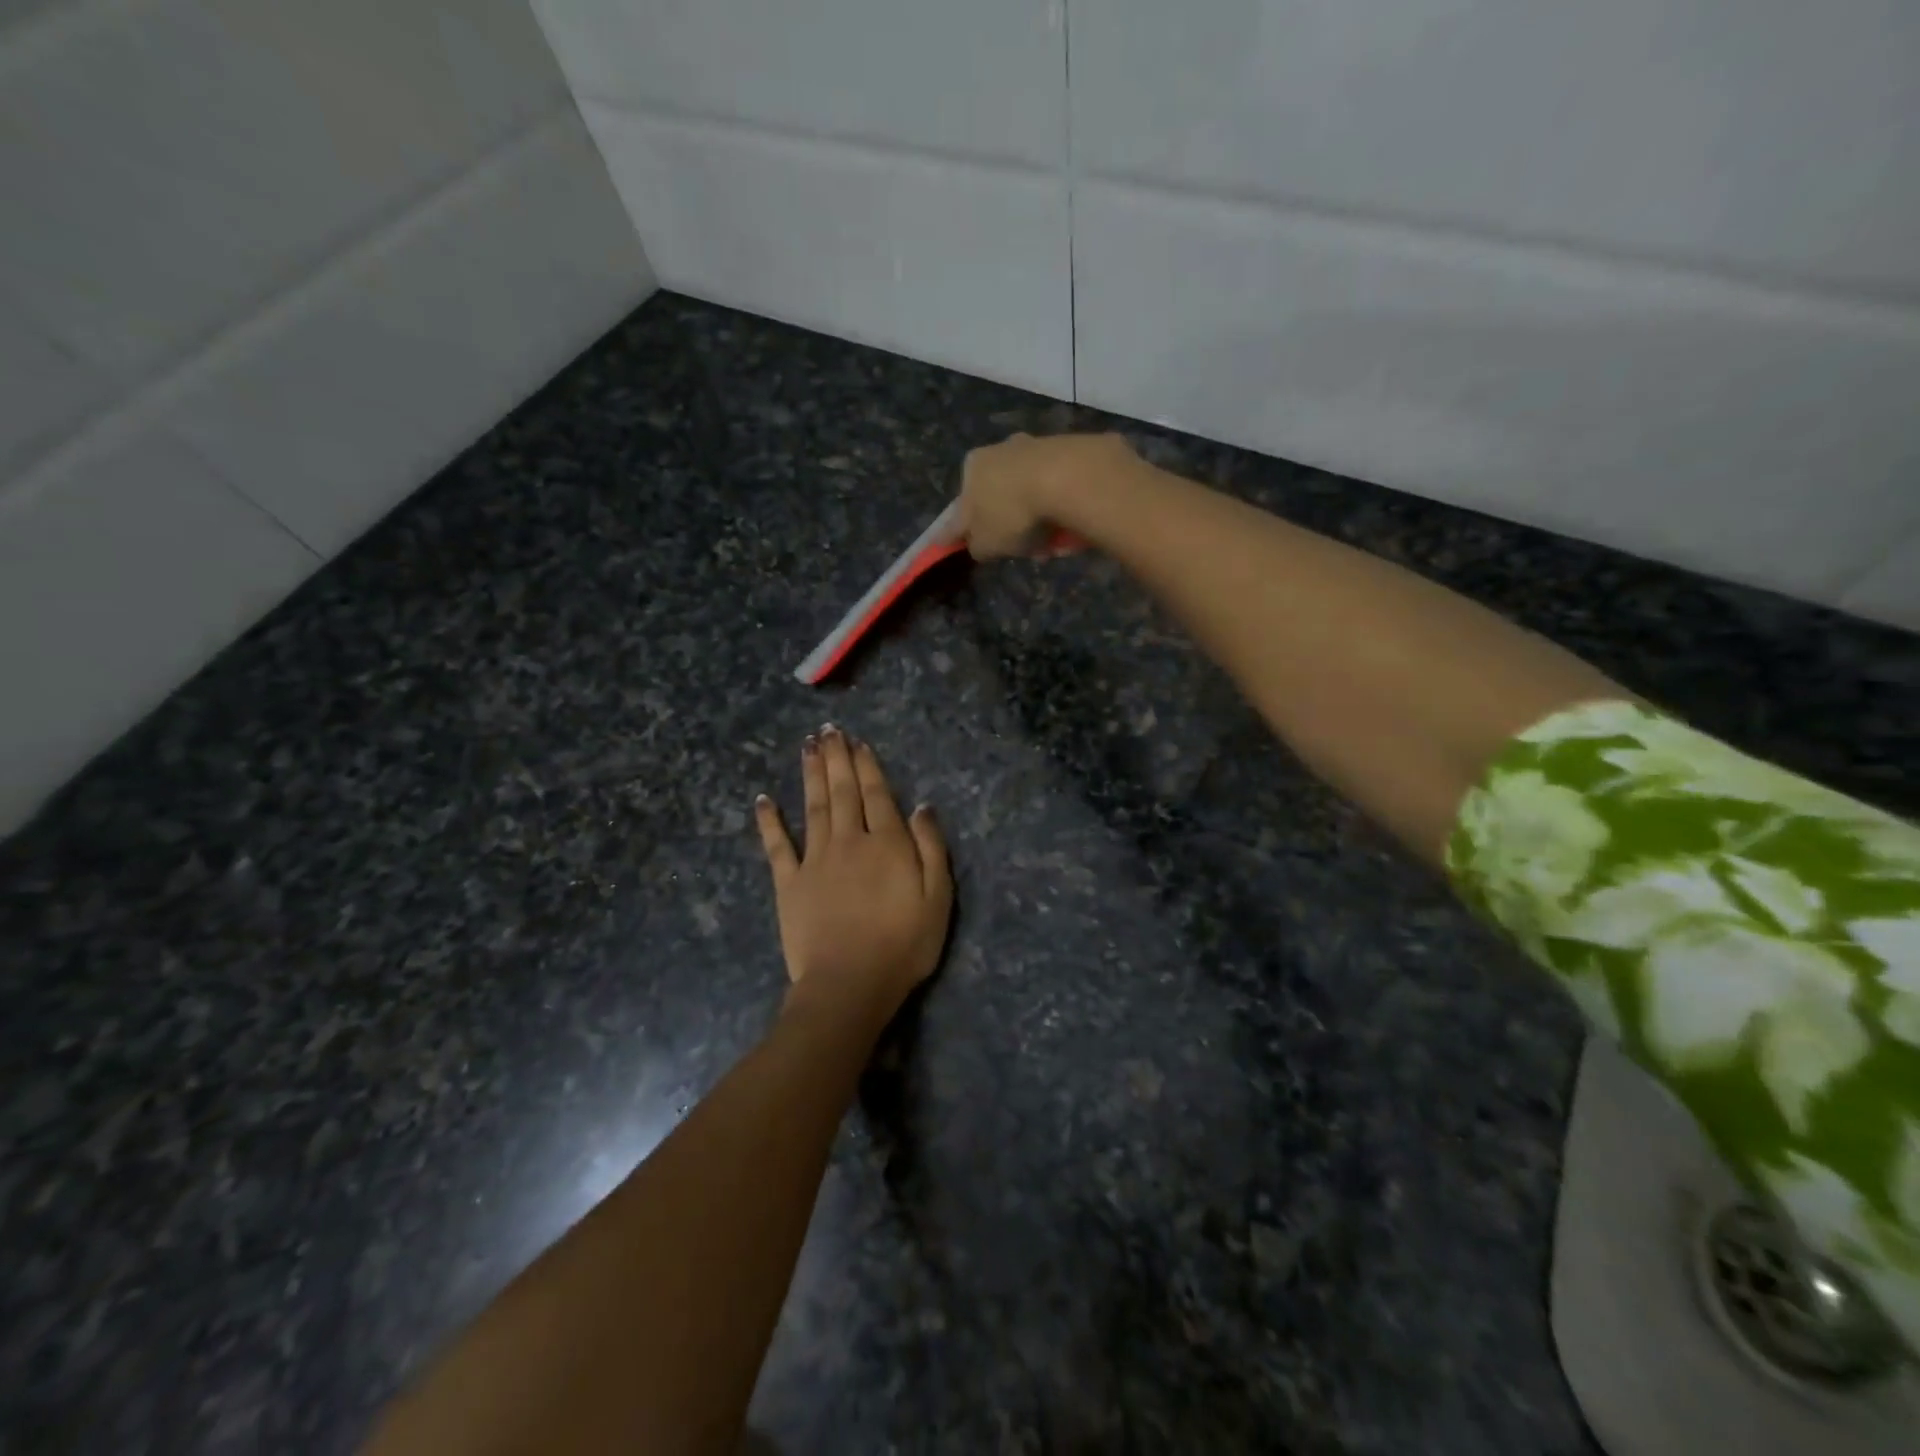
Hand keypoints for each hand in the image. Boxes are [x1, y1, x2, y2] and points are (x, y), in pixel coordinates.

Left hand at [755, 728, 951, 1032]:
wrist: (849, 985)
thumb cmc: (903, 945)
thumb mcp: (938, 899)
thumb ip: (931, 848)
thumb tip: (922, 806)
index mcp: (886, 843)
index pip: (877, 794)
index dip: (867, 765)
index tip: (858, 742)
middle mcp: (849, 840)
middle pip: (842, 791)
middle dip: (836, 758)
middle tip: (828, 730)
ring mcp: (815, 860)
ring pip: (812, 806)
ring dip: (810, 774)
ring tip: (807, 746)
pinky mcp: (789, 883)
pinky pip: (777, 845)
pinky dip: (769, 821)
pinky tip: (763, 799)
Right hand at [959, 431, 1135, 558]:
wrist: (1068, 479)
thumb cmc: (1013, 513)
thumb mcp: (985, 545)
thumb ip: (976, 546)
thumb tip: (978, 543)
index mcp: (972, 467)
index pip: (962, 507)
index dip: (969, 531)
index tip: (980, 548)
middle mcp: (1001, 450)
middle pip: (1002, 500)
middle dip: (1013, 528)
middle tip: (1025, 552)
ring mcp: (1036, 448)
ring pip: (1032, 497)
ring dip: (1040, 524)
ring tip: (1053, 547)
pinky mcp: (1069, 452)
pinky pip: (1059, 492)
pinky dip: (1061, 512)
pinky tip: (1070, 531)